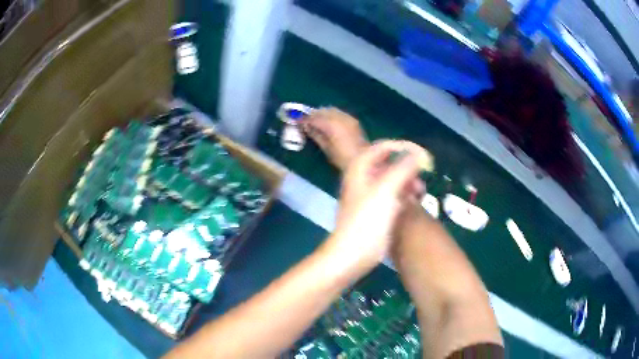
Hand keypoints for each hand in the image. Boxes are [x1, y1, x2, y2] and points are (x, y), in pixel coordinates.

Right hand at [302, 107, 368, 170]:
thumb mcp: (326, 148)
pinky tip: (328, 121)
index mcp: (332, 126)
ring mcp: (348, 118)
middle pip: (323, 111)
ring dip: (322, 112)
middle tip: (305, 119)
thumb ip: (315, 135)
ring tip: (316, 119)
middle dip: (313, 114)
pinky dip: (331, 114)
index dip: (305, 118)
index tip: (297, 120)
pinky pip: (339, 113)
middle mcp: (340, 118)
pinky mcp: (353, 120)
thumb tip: (305, 127)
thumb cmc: (343, 158)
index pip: (315, 118)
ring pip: (331, 110)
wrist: (363, 159)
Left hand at [324, 140, 428, 274]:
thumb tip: (420, 153)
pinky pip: (395, 194)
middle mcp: (365, 177)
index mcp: (361, 167)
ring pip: (395, 179)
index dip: (404, 147)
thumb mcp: (386, 190)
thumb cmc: (367, 221)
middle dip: (408, 167)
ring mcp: (372, 194)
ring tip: (419, 193)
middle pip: (391, 162)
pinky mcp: (378, 209)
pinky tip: (413, 202)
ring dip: (409, 182)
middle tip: (423, 176)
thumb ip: (403, 168)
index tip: (423, 156)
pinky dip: (405, 195)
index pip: (385, 146)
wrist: (353, 255)